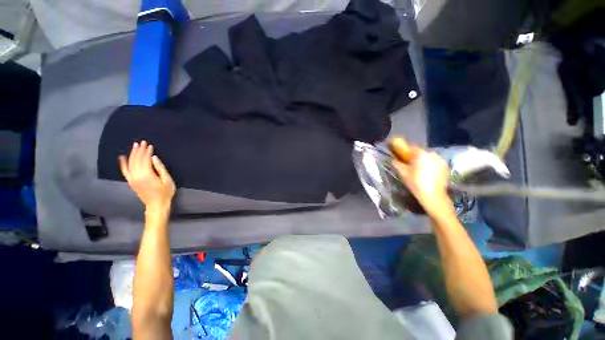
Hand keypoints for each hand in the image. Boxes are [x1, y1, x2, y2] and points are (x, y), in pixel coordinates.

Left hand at [119, 140, 175, 212]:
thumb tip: (154, 157)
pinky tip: (122, 157)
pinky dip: (123, 163)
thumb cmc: (165, 192)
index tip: (150, 145)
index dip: (147, 151)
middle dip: (139, 150)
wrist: (156, 205)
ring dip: (132, 154)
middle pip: (137, 160)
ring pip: (130, 163)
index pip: (145, 159)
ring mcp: (132, 179)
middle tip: (142, 142)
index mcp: (147, 175)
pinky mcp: (130, 181)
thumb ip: (160, 168)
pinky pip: (124, 171)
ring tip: (135, 146)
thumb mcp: (167, 180)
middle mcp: (136, 175)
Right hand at [389, 137, 451, 216]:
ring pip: (428, 157)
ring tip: (418, 169)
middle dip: (414, 156)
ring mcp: (440, 160)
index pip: (411, 147)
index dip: (405, 151)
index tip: (401, 155)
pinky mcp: (446, 166)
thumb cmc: (415, 183)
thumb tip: (391, 159)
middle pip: (420, 152)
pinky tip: (427, 173)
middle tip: (409, 164)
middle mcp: (432, 153)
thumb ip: (396, 163)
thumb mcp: (403, 173)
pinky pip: (435, 162)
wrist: (433, 196)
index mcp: (421, 154)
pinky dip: (430, 165)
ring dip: (423, 160)